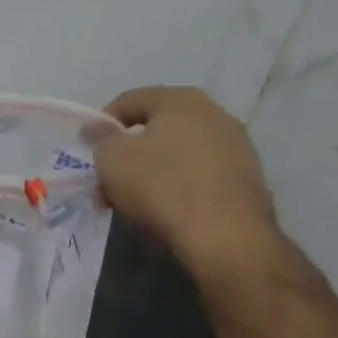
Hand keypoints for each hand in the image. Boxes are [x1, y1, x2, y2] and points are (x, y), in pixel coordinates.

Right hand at [94, 87, 280, 279]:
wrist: (225, 237)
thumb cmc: (161, 186)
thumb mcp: (112, 159)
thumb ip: (102, 140)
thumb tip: (99, 131)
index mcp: (182, 100)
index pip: (130, 100)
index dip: (102, 124)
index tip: (89, 150)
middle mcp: (216, 114)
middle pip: (157, 128)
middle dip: (129, 152)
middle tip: (108, 179)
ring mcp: (238, 148)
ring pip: (179, 153)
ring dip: (153, 171)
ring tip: (133, 200)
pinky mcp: (248, 181)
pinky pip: (200, 176)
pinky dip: (179, 187)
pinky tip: (165, 211)